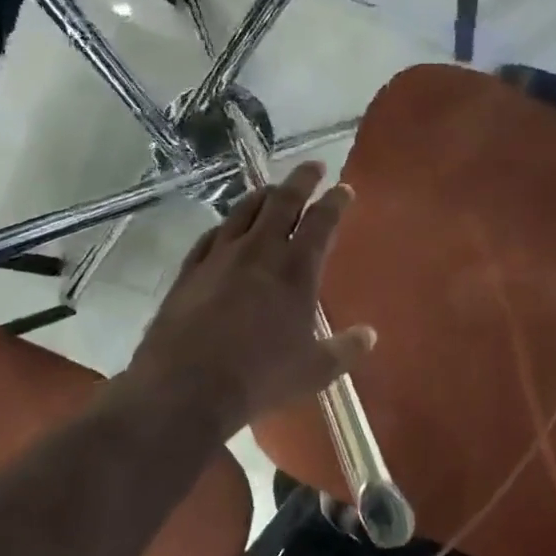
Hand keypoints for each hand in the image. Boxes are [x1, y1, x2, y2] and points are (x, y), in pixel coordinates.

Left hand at [129, 162, 373, 437]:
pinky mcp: (190, 270)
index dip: (336, 201)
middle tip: (313, 167)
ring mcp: (220, 257)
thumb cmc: (259, 378)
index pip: (321, 221)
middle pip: (283, 201)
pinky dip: (226, 225)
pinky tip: (226, 228)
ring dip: (263, 195)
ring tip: (273, 190)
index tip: (344, 188)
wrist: (186, 388)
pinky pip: (211, 236)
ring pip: (245, 210)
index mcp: (295, 270)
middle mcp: (259, 251)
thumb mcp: (314, 370)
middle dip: (301, 179)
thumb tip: (370, 335)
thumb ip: (345, 349)